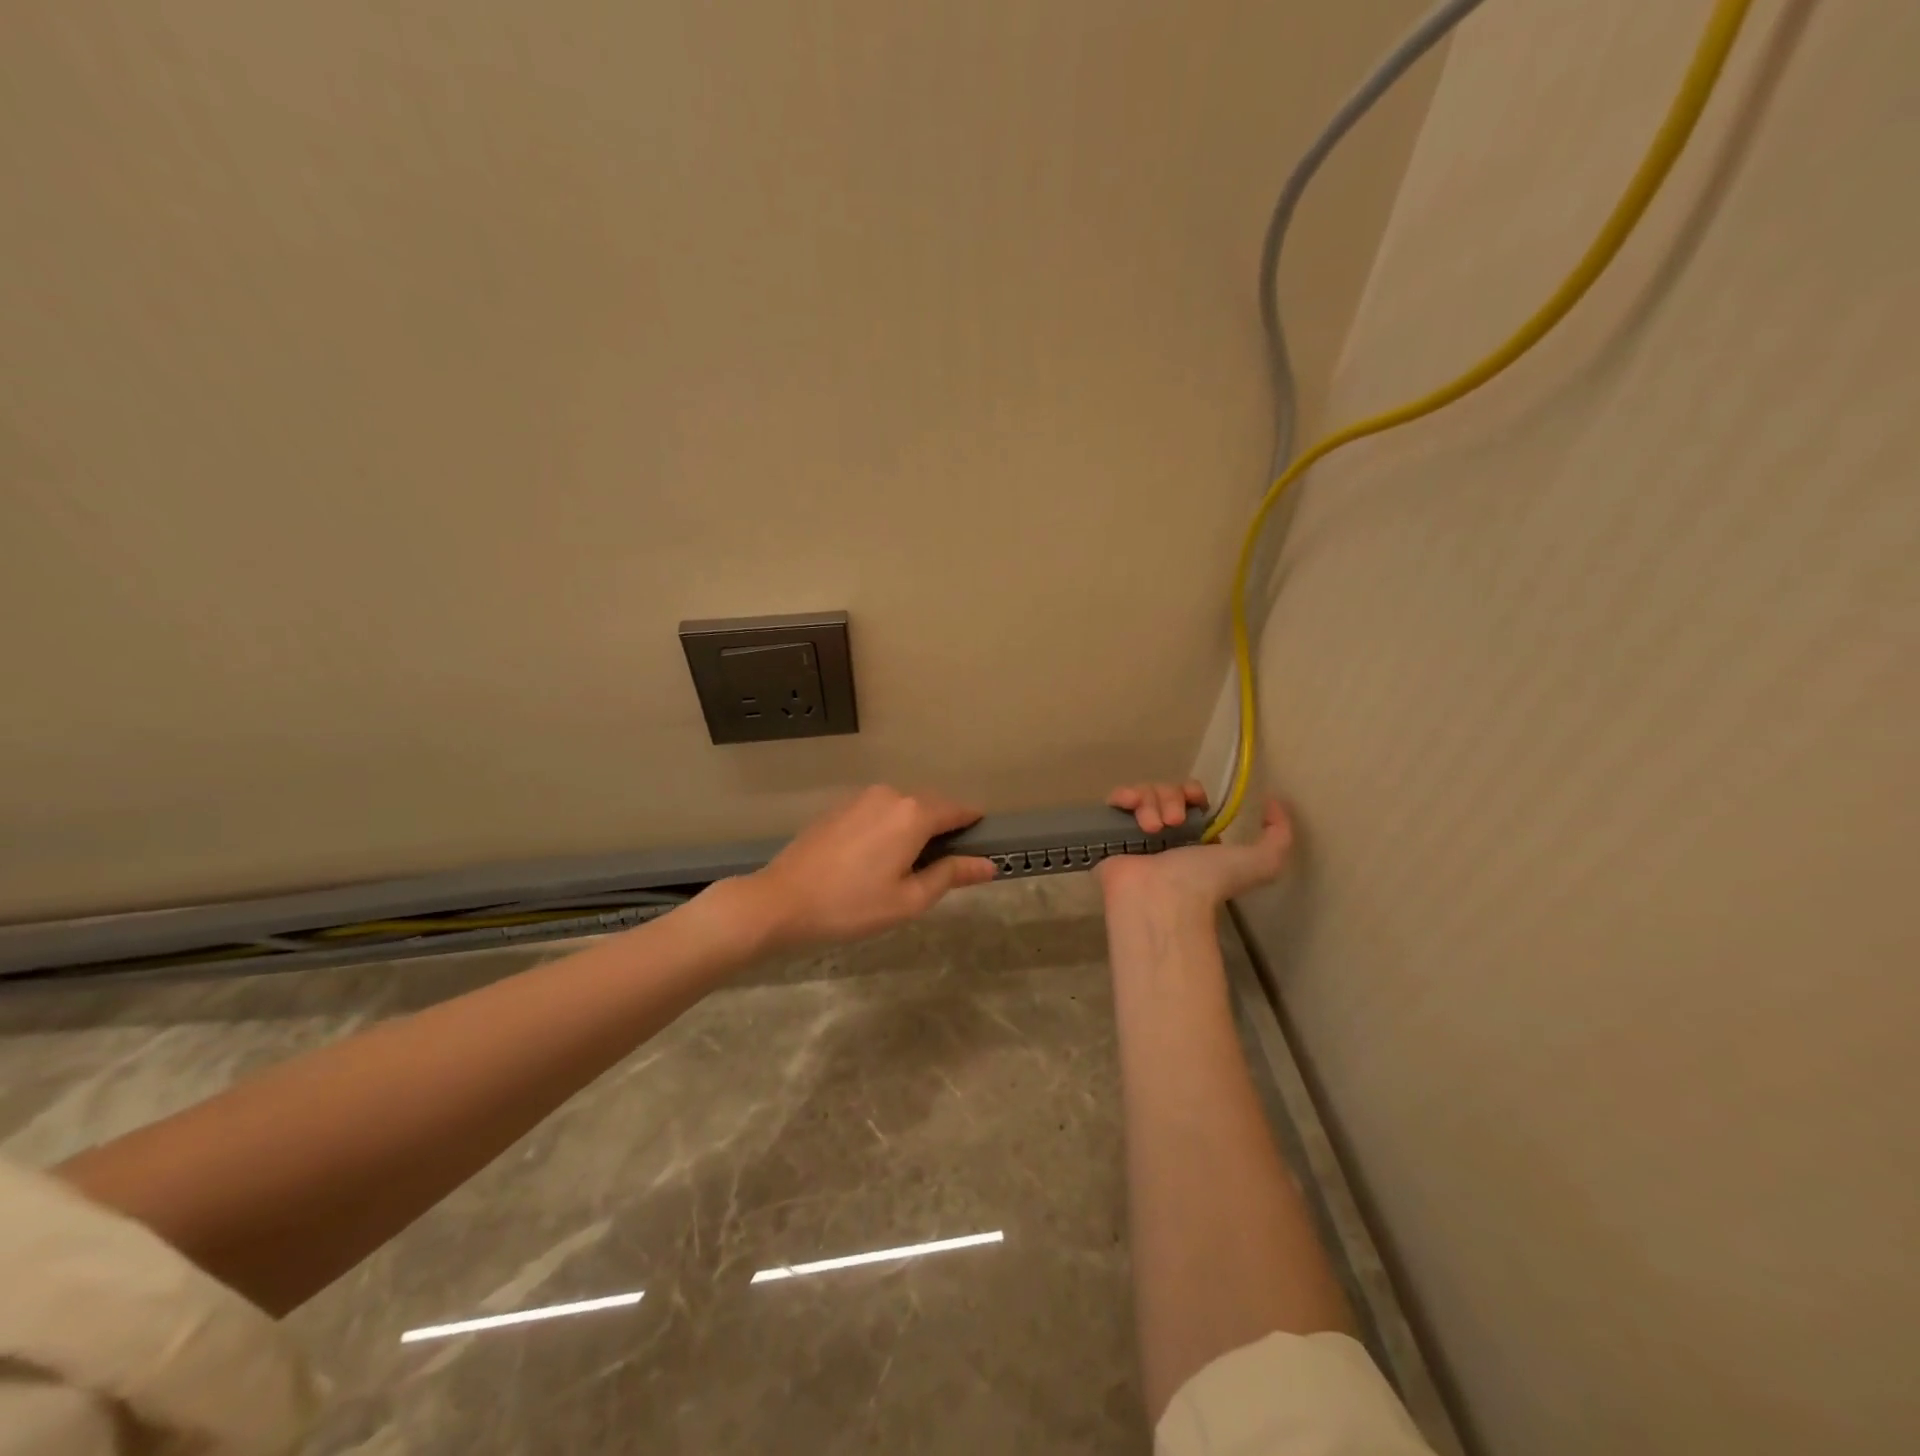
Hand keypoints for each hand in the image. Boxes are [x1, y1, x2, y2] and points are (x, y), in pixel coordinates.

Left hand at [739, 786, 998, 948]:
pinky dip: (890, 827)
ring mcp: (862, 797)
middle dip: (944, 829)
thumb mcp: (909, 899)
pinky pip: (880, 811)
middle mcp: (891, 795)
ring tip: (909, 867)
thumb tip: (988, 865)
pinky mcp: (840, 807)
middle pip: (931, 806)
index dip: (974, 826)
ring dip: (915, 828)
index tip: (984, 845)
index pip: (958, 810)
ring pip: (904, 807)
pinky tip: (878, 858)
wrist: (781, 901)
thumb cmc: (851, 905)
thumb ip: (951, 875)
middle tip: (945, 868)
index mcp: (913, 814)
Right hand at [1098, 782, 1292, 911]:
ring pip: (1144, 793)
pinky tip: (1129, 807)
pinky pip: (1116, 800)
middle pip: (1167, 791)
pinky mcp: (1111, 833)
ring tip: (1152, 828)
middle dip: (1171, 798)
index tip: (1196, 804)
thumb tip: (1274, 802)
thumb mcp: (1261, 862)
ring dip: (1150, 803)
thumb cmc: (1206, 881)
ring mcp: (1136, 832)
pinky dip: (1123, 796)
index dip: (1193, 793)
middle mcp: (1166, 833)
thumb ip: (1279, 836)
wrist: (1160, 898)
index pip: (1191, 798)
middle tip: (1172, 823)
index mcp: (1195, 837)